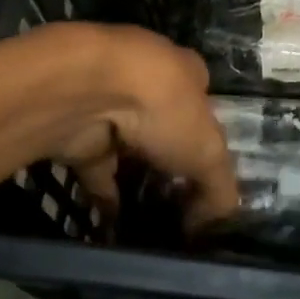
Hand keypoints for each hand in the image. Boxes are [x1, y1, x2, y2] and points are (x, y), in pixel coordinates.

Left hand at [42, 25, 239, 221]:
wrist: (89, 93)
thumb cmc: (164, 108)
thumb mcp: (210, 152)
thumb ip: (219, 190)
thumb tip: (209, 223)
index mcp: (186, 74)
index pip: (203, 107)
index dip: (208, 142)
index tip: (209, 180)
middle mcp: (148, 84)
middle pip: (164, 128)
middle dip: (171, 162)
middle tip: (181, 205)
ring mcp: (110, 107)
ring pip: (128, 148)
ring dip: (136, 179)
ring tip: (150, 221)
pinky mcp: (80, 132)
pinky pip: (96, 170)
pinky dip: (105, 196)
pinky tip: (115, 225)